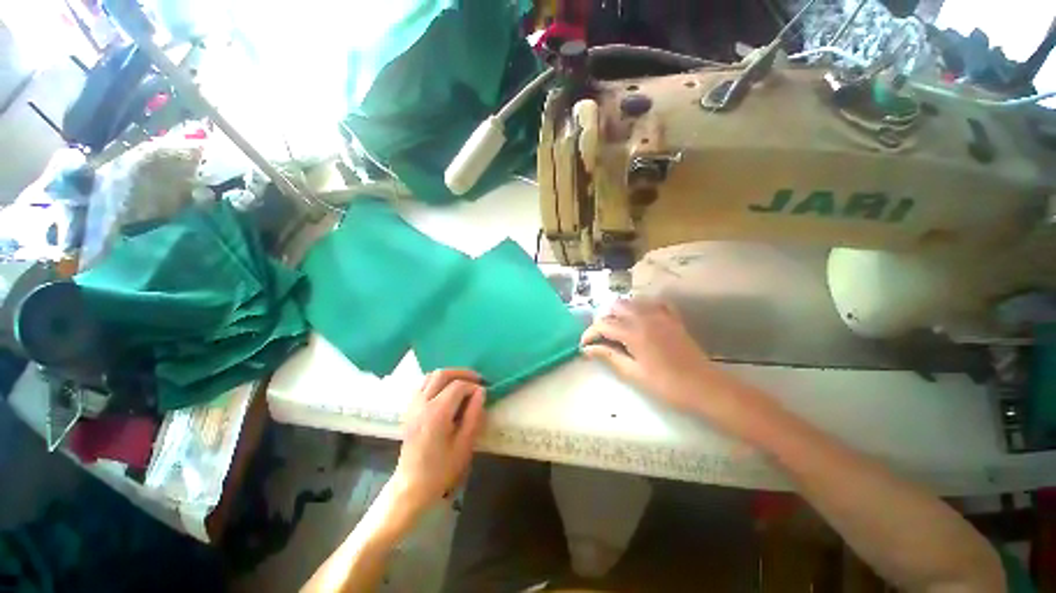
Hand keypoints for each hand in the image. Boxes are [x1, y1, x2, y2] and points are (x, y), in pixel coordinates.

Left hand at [392, 369, 485, 515]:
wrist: (411, 486)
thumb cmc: (441, 469)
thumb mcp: (465, 444)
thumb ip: (474, 414)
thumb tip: (481, 391)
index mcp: (437, 413)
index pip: (458, 386)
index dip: (473, 386)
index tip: (483, 392)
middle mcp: (422, 404)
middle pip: (442, 375)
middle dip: (461, 373)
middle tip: (476, 379)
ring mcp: (413, 406)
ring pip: (430, 376)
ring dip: (448, 375)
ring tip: (463, 382)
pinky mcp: (409, 410)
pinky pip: (422, 385)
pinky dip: (436, 381)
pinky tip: (446, 391)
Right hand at [581, 299, 761, 430]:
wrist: (704, 387)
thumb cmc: (666, 385)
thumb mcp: (633, 373)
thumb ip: (609, 356)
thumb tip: (587, 349)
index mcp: (633, 332)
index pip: (603, 324)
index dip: (589, 334)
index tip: (584, 345)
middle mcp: (644, 317)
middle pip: (615, 307)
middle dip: (604, 320)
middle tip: (602, 339)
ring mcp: (660, 315)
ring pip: (632, 301)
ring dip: (620, 312)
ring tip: (619, 330)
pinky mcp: (672, 318)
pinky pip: (653, 303)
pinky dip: (642, 307)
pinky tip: (640, 320)